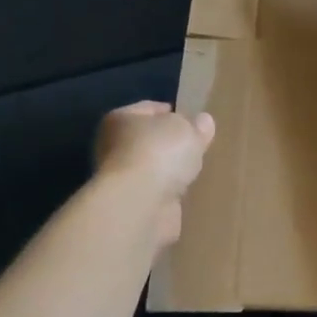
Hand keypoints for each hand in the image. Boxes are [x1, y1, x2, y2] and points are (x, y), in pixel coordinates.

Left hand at [94, 101, 215, 244]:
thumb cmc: (159, 153)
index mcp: (121, 119)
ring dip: (169, 171)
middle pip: (149, 141)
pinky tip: (188, 193)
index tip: (194, 120)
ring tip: (197, 170)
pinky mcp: (132, 207)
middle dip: (171, 144)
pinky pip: (157, 194)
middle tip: (198, 146)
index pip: (150, 109)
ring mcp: (121, 180)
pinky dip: (169, 194)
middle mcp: (114, 147)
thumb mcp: (188, 129)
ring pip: (152, 169)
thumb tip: (203, 121)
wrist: (139, 206)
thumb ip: (197, 125)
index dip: (173, 112)